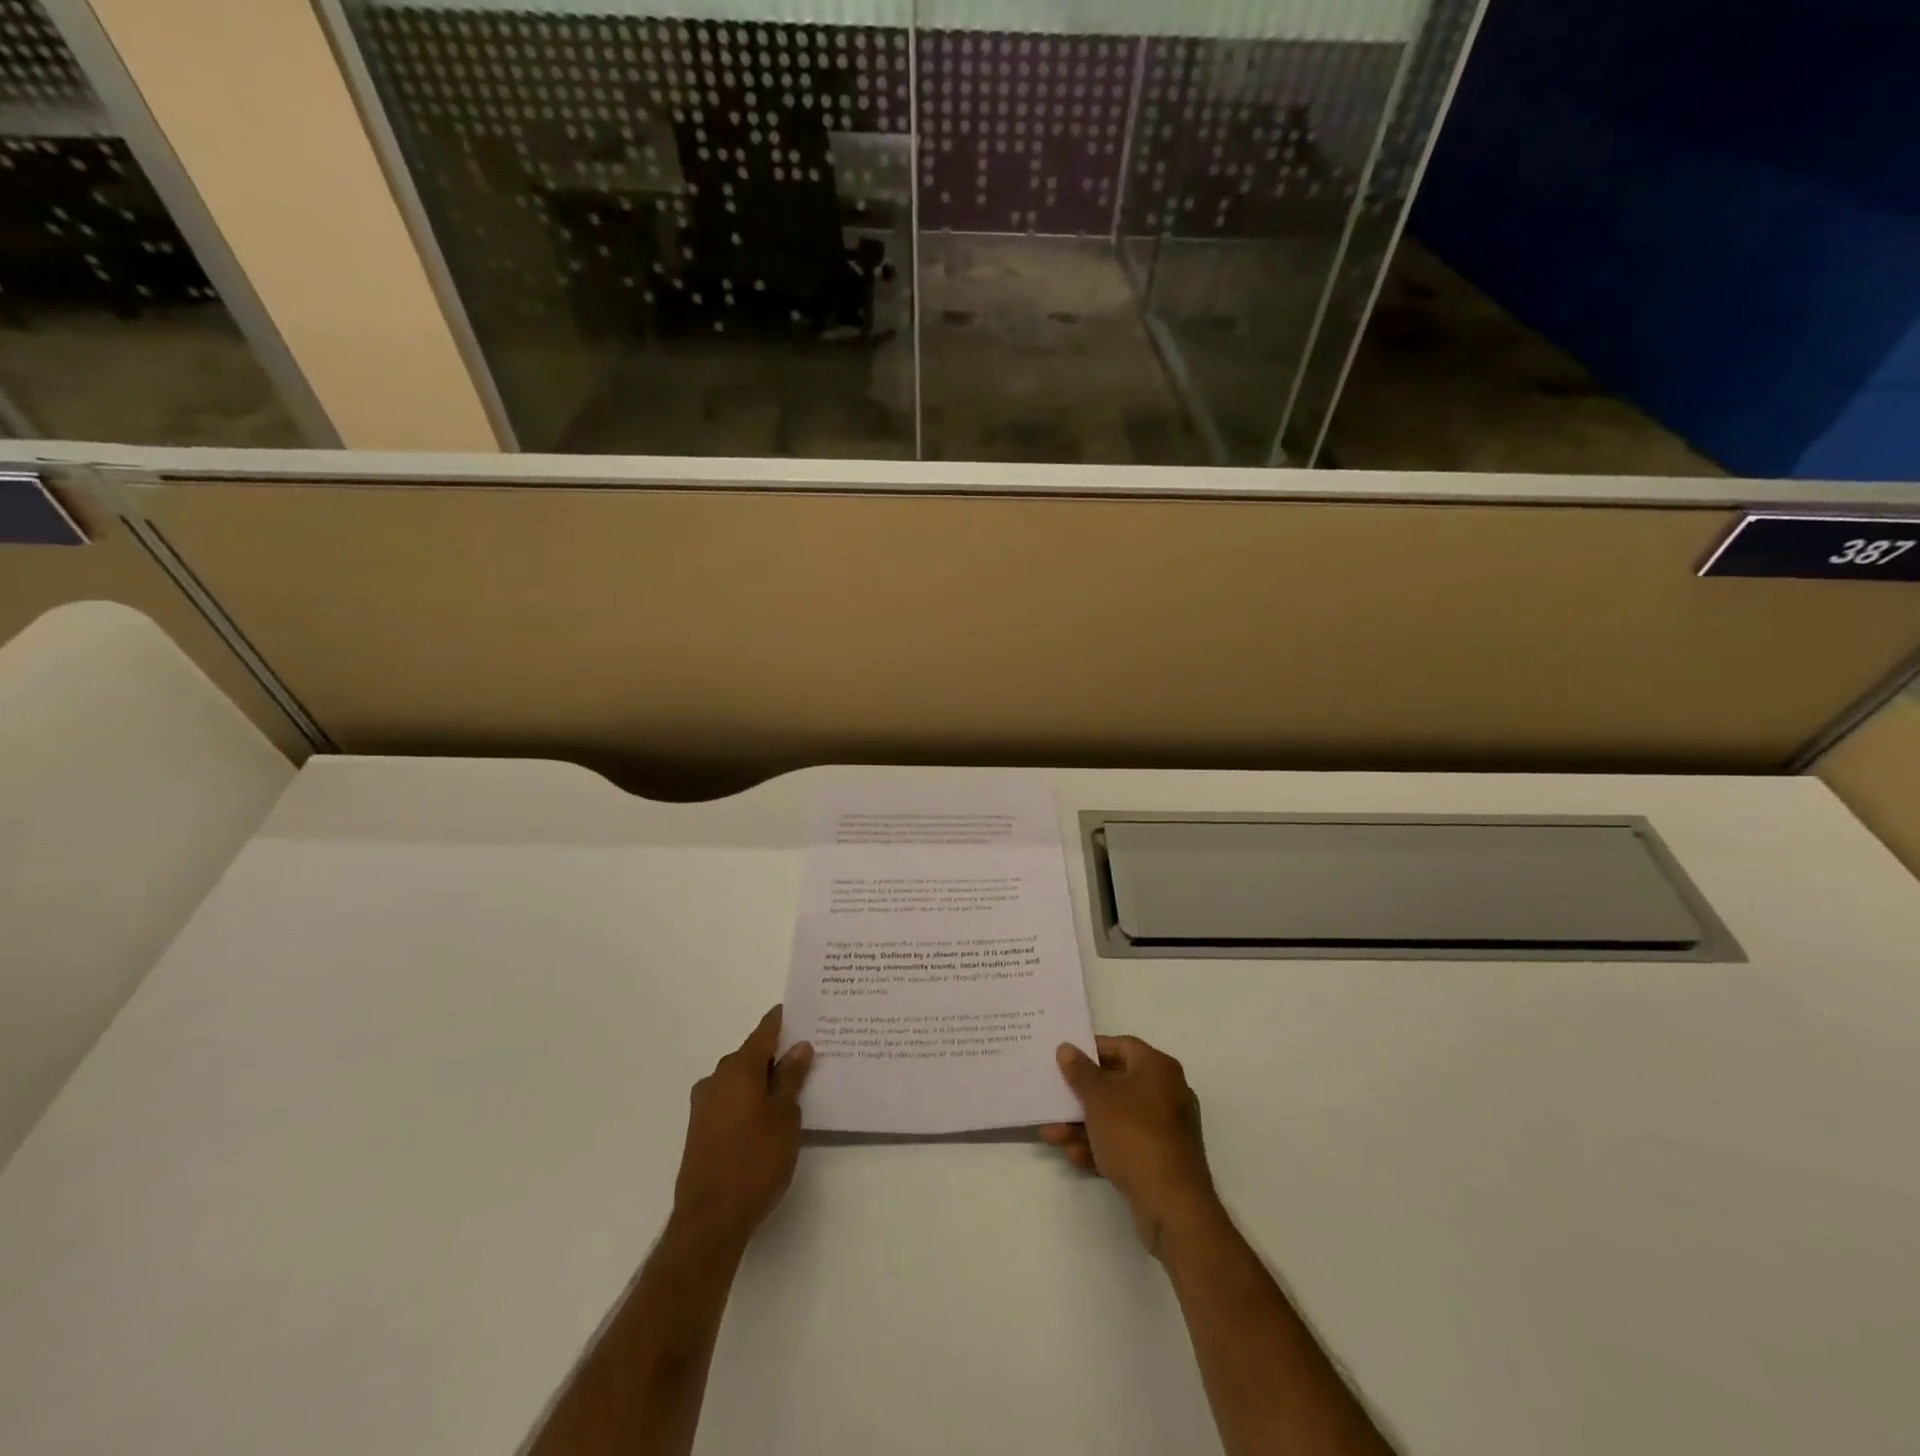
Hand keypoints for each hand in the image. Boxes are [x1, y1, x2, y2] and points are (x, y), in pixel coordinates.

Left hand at [671, 1007, 812, 1249]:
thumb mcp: (785, 1116)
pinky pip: (730, 1100)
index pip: (764, 1032)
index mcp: (739, 1068)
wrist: (710, 1219)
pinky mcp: (700, 1129)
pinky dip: (748, 1099)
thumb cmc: (755, 1161)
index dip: (782, 1021)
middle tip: (806, 1056)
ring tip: (791, 1088)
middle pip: (751, 1055)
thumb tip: (799, 1046)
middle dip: (776, 1054)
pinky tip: (766, 1115)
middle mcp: (717, 1078)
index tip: (800, 1011)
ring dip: (762, 1080)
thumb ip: (791, 1078)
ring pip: (740, 1080)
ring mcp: (704, 1105)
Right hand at [1041, 1035, 1220, 1255]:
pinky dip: (1101, 1146)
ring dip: (1084, 1124)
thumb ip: (1080, 1072)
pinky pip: (1126, 1143)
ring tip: (1051, 1134)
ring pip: (1117, 1117)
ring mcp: (1165, 1129)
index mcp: (1158, 1069)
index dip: (1092, 1049)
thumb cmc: (1134, 1136)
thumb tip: (1067, 1048)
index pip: (1122, 1045)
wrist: (1173, 1207)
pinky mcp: (1161, 1159)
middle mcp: (1166, 1092)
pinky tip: (1073, 1155)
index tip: (1066, 1058)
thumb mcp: (1099, 1100)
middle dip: (1081, 1094)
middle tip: (1054, 1096)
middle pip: (1117, 1083)